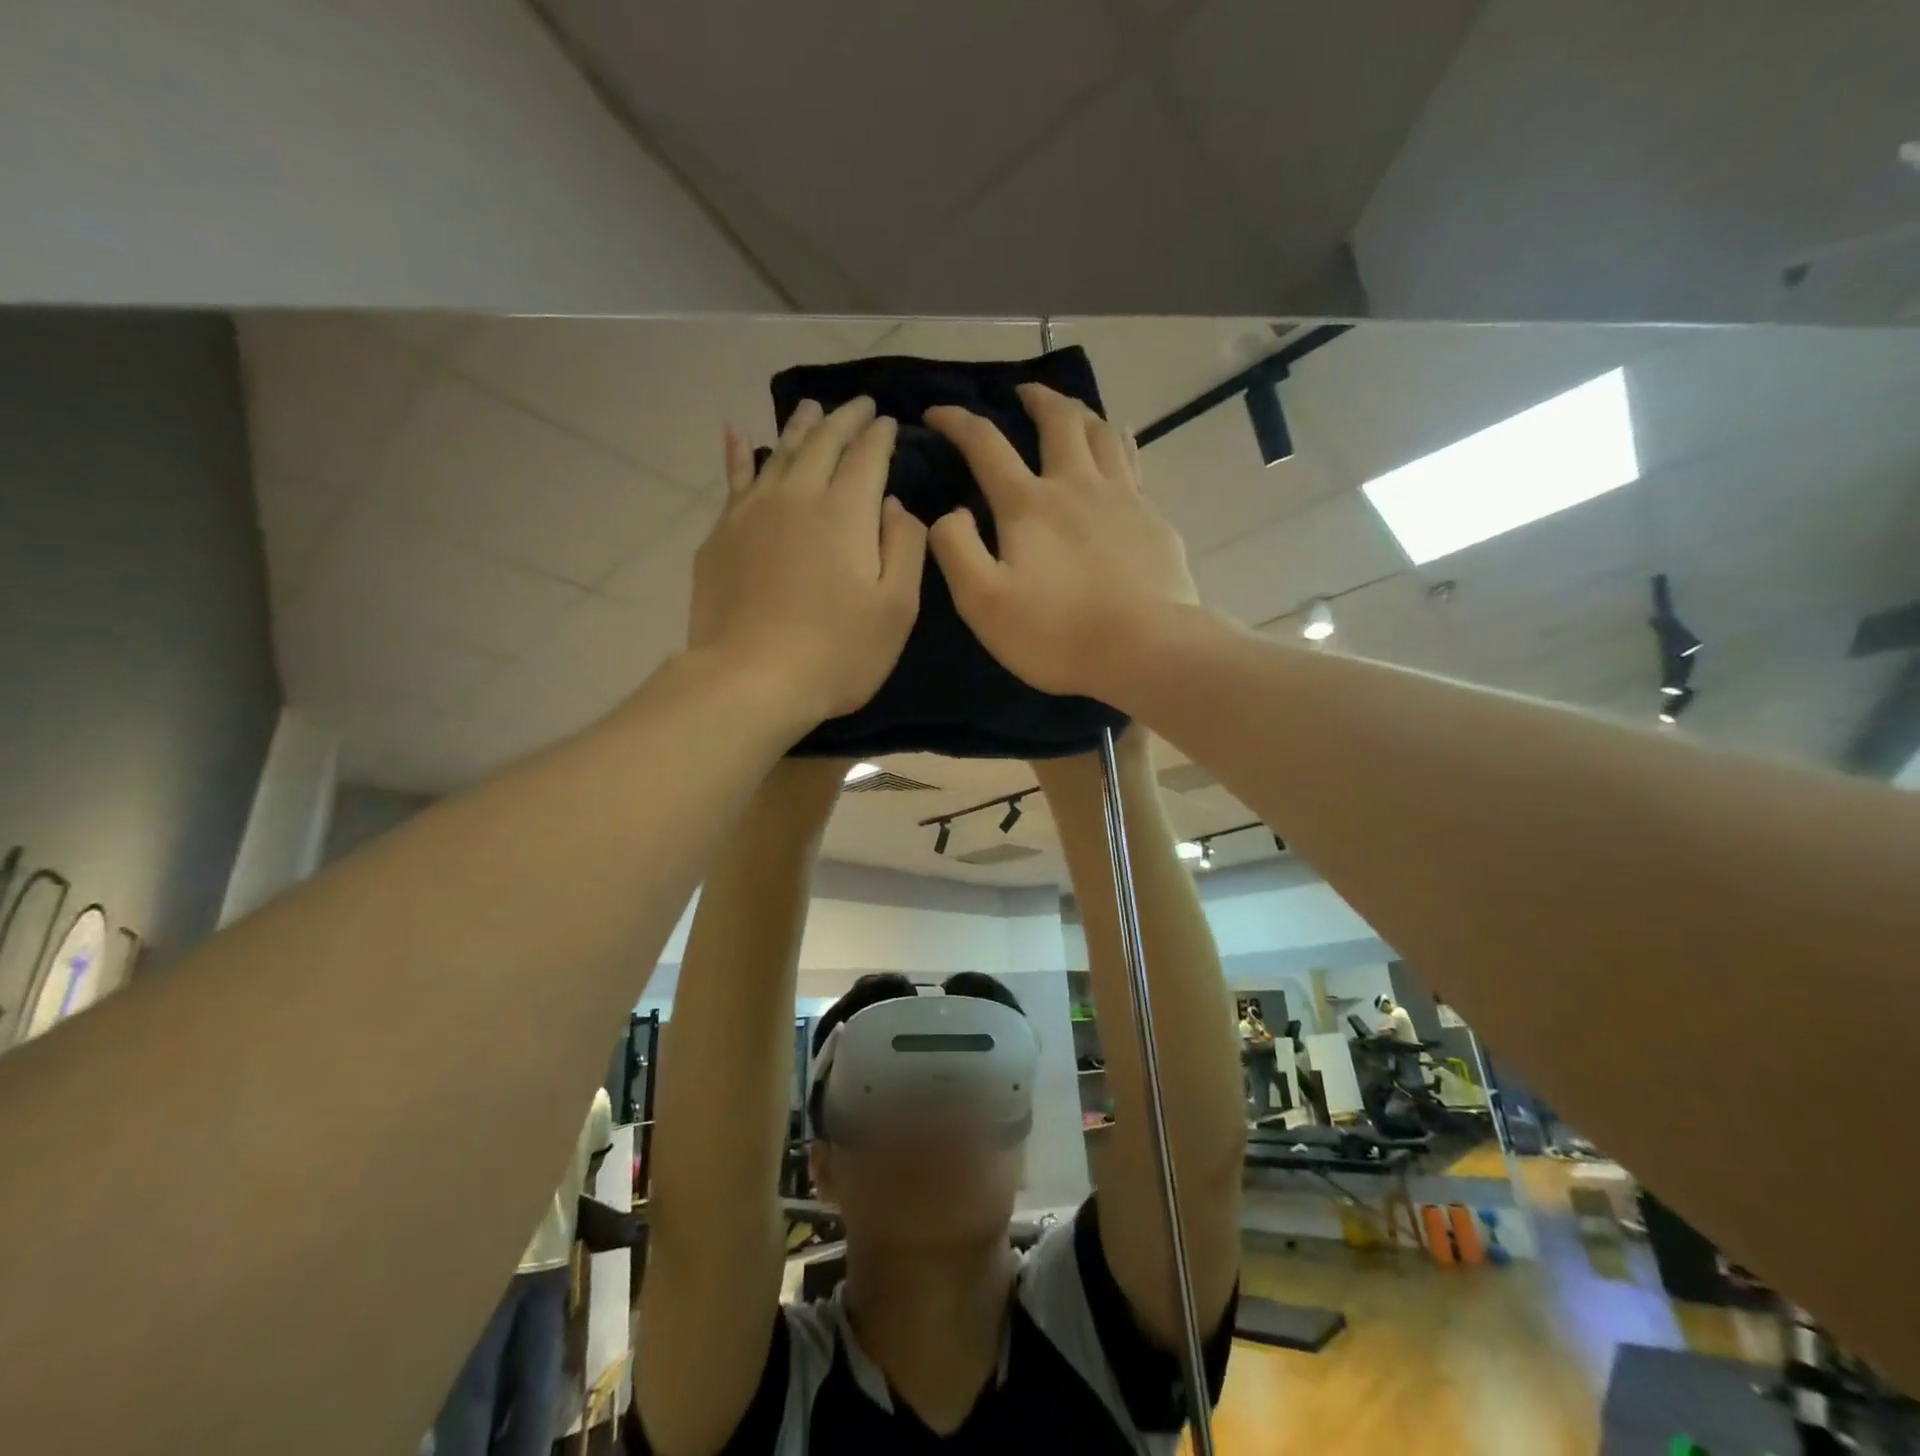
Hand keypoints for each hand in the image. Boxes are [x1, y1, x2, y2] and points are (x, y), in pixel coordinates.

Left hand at [689, 398, 925, 725]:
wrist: (751, 680)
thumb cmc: (838, 651)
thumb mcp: (897, 607)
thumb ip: (904, 546)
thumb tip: (894, 504)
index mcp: (846, 510)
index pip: (867, 455)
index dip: (879, 435)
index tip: (888, 422)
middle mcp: (798, 495)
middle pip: (823, 442)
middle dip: (844, 420)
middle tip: (858, 406)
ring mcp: (752, 511)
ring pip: (779, 452)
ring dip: (800, 427)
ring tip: (811, 409)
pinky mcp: (721, 534)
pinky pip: (734, 478)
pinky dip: (739, 453)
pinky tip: (736, 435)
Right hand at [923, 384, 1198, 702]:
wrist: (1144, 650)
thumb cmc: (1056, 632)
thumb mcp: (983, 601)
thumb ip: (956, 549)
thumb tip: (950, 512)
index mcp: (1029, 504)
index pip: (986, 445)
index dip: (957, 422)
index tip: (936, 413)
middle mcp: (1076, 485)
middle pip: (1058, 420)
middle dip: (1036, 398)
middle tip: (1024, 392)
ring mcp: (1122, 497)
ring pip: (1102, 433)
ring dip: (1081, 412)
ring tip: (1071, 410)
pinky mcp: (1153, 518)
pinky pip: (1133, 462)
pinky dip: (1120, 443)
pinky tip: (1121, 444)